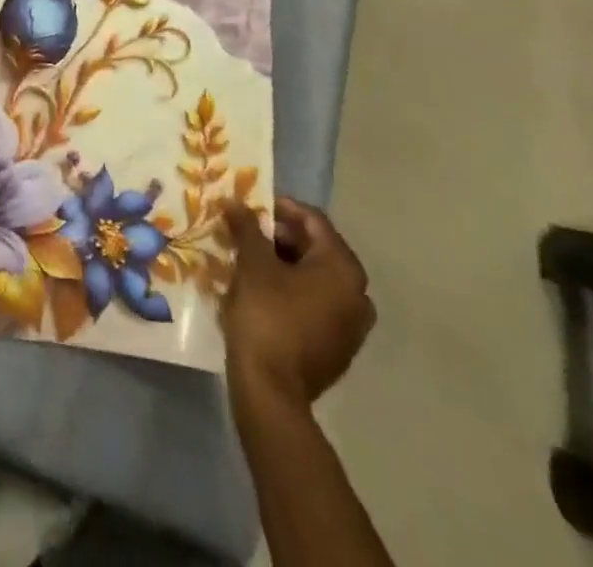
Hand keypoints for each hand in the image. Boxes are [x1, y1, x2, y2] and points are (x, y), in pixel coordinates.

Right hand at [220, 198, 375, 408]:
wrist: (271, 392)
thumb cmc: (266, 316)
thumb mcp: (253, 264)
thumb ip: (247, 227)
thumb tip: (234, 200)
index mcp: (343, 269)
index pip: (313, 221)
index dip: (280, 208)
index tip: (250, 207)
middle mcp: (358, 294)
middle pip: (317, 248)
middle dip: (281, 237)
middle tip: (247, 233)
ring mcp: (352, 326)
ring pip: (316, 278)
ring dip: (285, 264)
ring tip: (251, 260)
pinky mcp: (339, 349)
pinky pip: (317, 304)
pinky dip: (293, 290)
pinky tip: (264, 292)